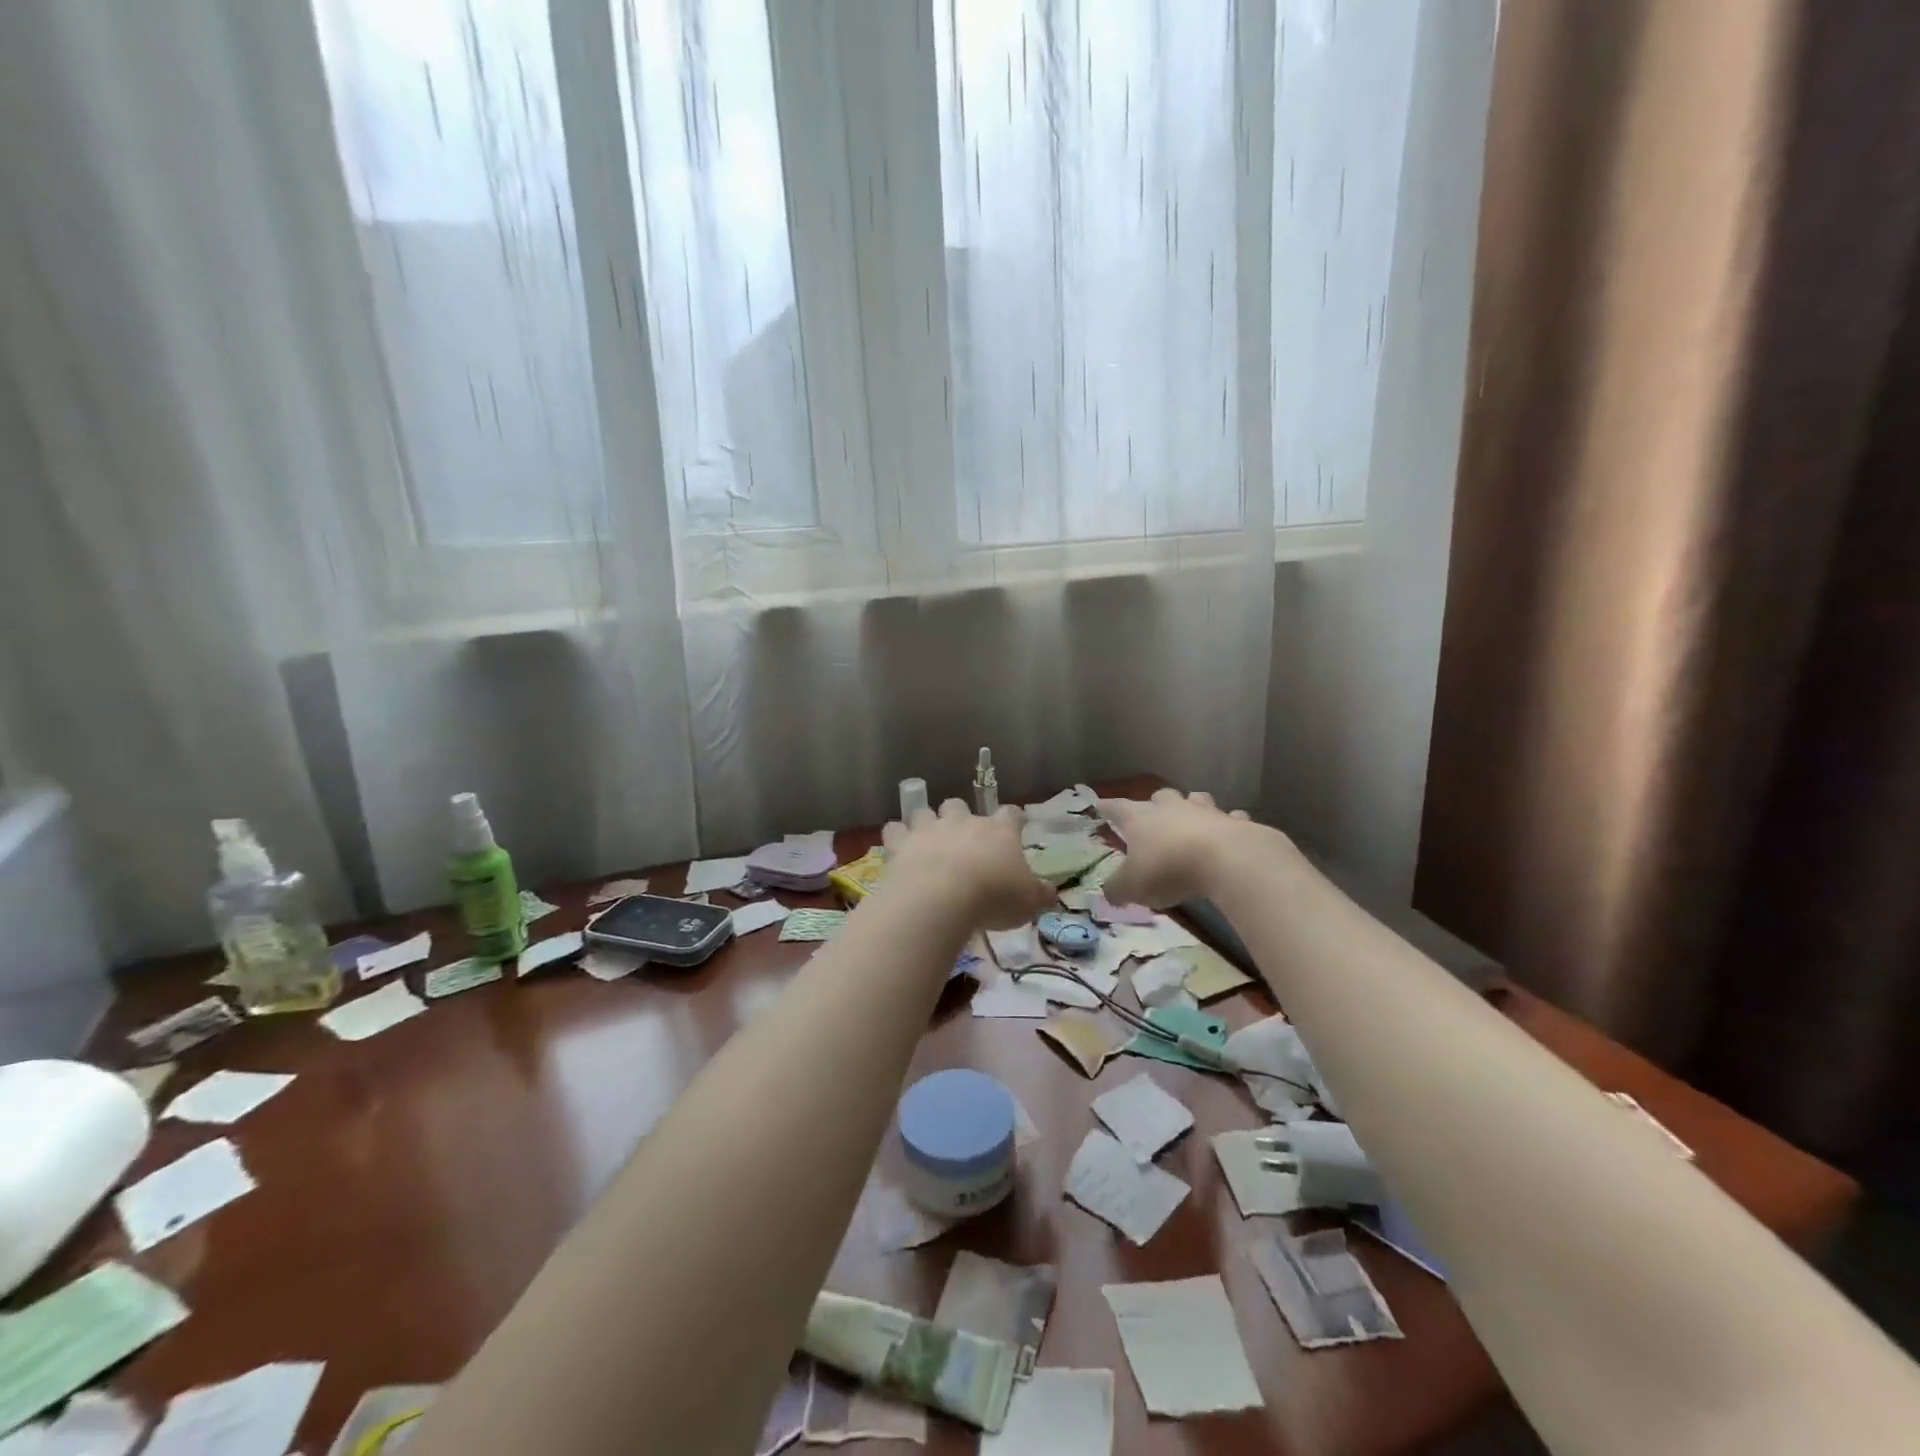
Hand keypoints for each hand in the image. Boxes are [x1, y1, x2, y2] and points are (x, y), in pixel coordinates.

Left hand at [880, 801, 1056, 929]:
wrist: (942, 898)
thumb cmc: (993, 897)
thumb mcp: (1028, 902)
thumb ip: (1041, 894)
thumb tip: (1051, 892)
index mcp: (999, 831)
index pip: (1011, 814)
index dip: (1014, 819)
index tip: (1016, 826)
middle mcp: (963, 822)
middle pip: (959, 804)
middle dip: (959, 816)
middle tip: (962, 837)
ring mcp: (930, 828)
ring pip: (925, 811)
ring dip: (925, 822)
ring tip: (926, 839)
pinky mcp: (901, 842)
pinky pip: (894, 829)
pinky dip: (896, 836)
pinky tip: (897, 846)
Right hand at [1098, 788, 1267, 908]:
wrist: (1225, 861)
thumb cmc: (1168, 868)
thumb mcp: (1132, 886)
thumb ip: (1117, 889)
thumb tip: (1109, 893)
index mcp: (1140, 818)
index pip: (1117, 808)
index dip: (1107, 808)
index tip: (1099, 805)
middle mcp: (1171, 808)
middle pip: (1160, 796)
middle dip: (1156, 803)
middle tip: (1155, 815)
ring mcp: (1205, 812)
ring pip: (1196, 799)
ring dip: (1193, 807)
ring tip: (1192, 819)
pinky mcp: (1236, 823)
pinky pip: (1231, 818)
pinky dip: (1229, 824)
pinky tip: (1230, 834)